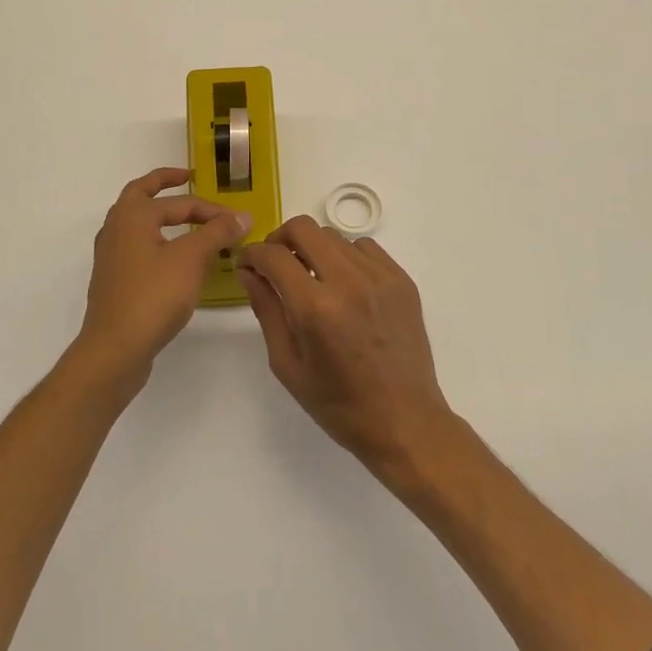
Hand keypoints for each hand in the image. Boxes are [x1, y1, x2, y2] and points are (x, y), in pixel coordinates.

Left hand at [78, 167, 249, 385]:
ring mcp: (111, 255)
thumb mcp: (192, 259)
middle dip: (166, 185)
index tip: (238, 221)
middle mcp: (116, 228)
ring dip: (161, 215)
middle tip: (188, 179)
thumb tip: (242, 215)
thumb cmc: (153, 296)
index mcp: (132, 215)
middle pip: (142, 195)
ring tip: (186, 220)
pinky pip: (138, 247)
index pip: (179, 202)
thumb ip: (217, 233)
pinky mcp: (114, 280)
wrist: (115, 349)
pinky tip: (175, 258)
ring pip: (137, 222)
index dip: (212, 209)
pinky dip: (157, 241)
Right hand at [238, 216, 455, 479]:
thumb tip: (249, 271)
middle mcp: (348, 281)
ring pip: (333, 236)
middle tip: (275, 264)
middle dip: (279, 239)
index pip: (273, 256)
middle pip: (303, 229)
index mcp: (315, 308)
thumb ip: (266, 309)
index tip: (247, 265)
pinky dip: (345, 256)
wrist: (404, 421)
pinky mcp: (401, 279)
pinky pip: (364, 247)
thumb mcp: (287, 364)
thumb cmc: (338, 404)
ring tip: (312, 278)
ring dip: (314, 249)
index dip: (252, 254)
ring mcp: (379, 277)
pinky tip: (344, 285)